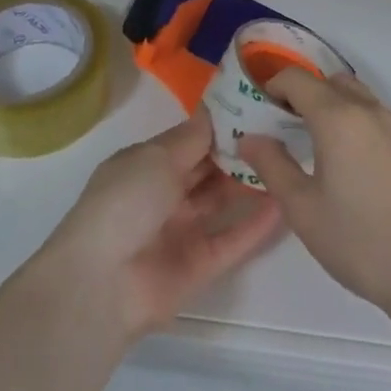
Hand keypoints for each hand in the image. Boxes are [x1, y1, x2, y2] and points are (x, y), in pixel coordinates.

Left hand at [40, 110, 281, 338]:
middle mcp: (164, 194)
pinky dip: (256, 223)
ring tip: (287, 160)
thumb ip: (192, 137)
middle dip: (238, 151)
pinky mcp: (199, 266)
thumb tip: (215, 108)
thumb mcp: (155, 157)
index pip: (190, 140)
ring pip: (221, 201)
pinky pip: (232, 239)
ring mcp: (182, 231)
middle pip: (207, 169)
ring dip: (249, 183)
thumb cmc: (125, 202)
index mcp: (146, 164)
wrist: (102, 283)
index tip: (256, 107)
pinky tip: (284, 202)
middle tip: (280, 131)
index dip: (220, 125)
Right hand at [238, 71, 390, 328]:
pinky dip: (354, 119)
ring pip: (355, 94)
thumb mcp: (302, 208)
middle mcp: (367, 109)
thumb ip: (272, 165)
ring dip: (331, 104)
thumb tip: (249, 138)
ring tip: (316, 144)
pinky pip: (375, 114)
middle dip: (302, 94)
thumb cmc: (358, 240)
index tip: (262, 113)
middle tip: (285, 127)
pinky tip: (349, 162)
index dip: (273, 87)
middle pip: (328, 80)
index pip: (297, 78)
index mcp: (337, 117)